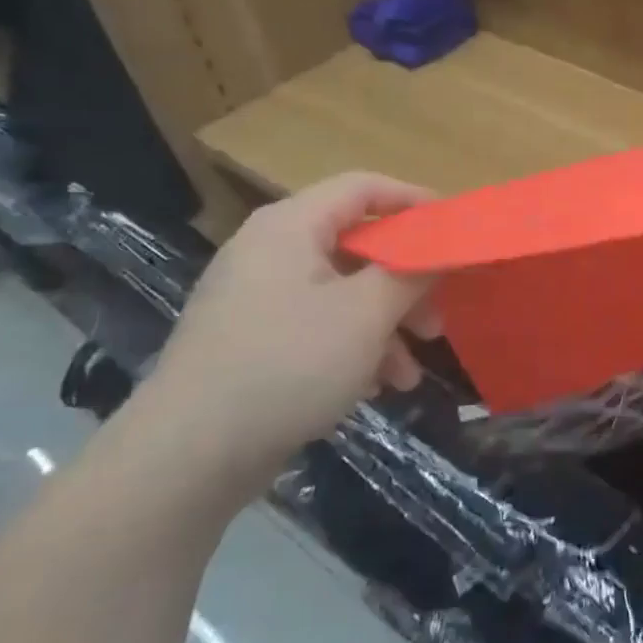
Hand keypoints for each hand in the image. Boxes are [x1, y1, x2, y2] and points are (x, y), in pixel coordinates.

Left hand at [131, 173, 438, 503]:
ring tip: (410, 374)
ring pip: (342, 293)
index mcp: (291, 227)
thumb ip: (412, 273)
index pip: (362, 188)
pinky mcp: (252, 341)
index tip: (454, 230)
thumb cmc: (288, 364)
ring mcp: (257, 298)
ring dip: (385, 326)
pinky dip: (353, 348)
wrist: (188, 454)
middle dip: (406, 283)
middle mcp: (270, 252)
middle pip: (356, 246)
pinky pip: (317, 326)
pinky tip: (374, 387)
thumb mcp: (365, 315)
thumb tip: (441, 249)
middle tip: (437, 319)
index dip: (413, 200)